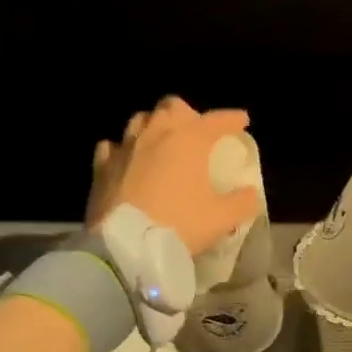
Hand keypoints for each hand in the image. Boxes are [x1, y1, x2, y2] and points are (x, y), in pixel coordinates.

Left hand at [86, 97, 259, 256]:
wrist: (126, 245)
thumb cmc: (179, 224)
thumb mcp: (222, 218)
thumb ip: (242, 203)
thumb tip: (250, 194)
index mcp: (189, 140)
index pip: (216, 120)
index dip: (232, 119)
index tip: (242, 120)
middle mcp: (156, 133)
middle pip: (172, 106)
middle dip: (188, 114)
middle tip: (197, 132)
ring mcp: (125, 147)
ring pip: (141, 120)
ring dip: (155, 126)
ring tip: (163, 143)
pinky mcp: (101, 166)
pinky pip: (113, 147)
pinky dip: (124, 150)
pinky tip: (129, 161)